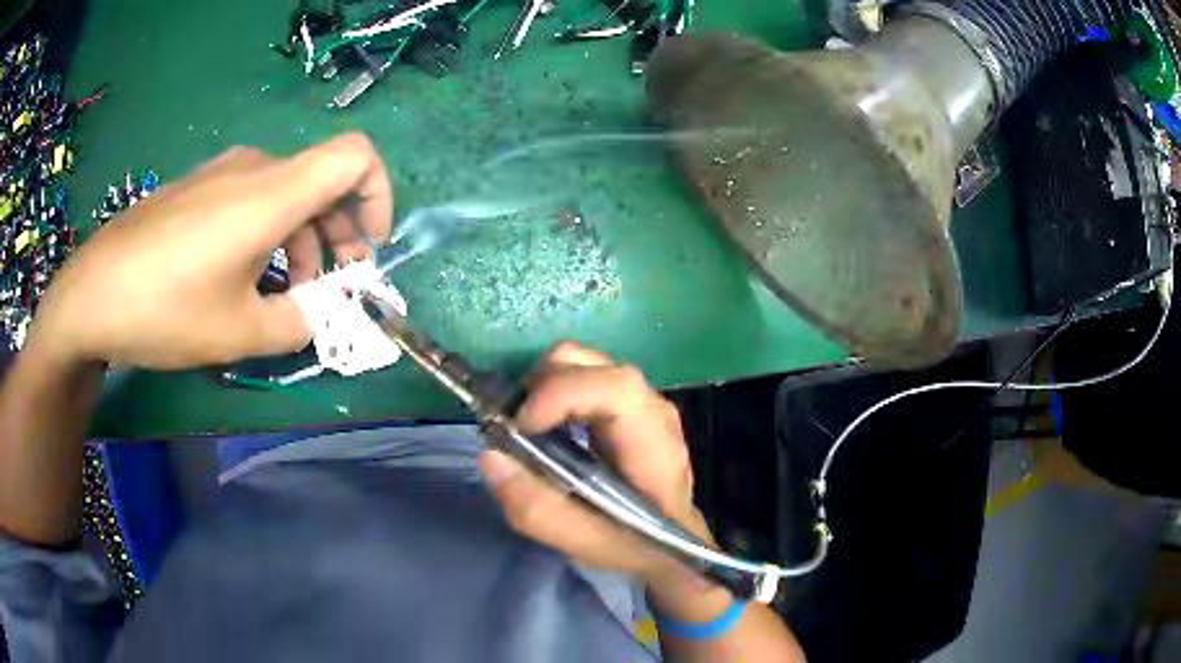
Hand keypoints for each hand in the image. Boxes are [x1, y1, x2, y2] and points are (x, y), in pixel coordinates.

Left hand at [30, 132, 392, 369]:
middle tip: (329, 291)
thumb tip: (321, 316)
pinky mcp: (197, 187)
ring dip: (301, 240)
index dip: (378, 195)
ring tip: (284, 295)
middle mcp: (253, 168)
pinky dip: (267, 233)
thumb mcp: (238, 333)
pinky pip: (250, 198)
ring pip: (286, 193)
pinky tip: (242, 277)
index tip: (367, 248)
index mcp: (272, 193)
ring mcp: (220, 173)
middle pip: (322, 182)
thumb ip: (298, 323)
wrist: (92, 294)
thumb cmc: (165, 309)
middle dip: (339, 235)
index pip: (356, 156)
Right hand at [480, 342, 710, 582]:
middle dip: (542, 385)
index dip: (562, 394)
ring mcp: (642, 401)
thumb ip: (537, 509)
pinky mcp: (627, 402)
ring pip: (585, 363)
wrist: (672, 545)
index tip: (519, 425)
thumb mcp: (583, 543)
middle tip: (514, 427)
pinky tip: (546, 426)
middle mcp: (653, 410)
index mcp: (655, 445)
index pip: (616, 390)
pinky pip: (584, 375)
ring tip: (527, 428)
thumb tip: (491, 456)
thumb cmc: (634, 545)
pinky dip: (553, 390)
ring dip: (544, 386)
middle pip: (593, 365)